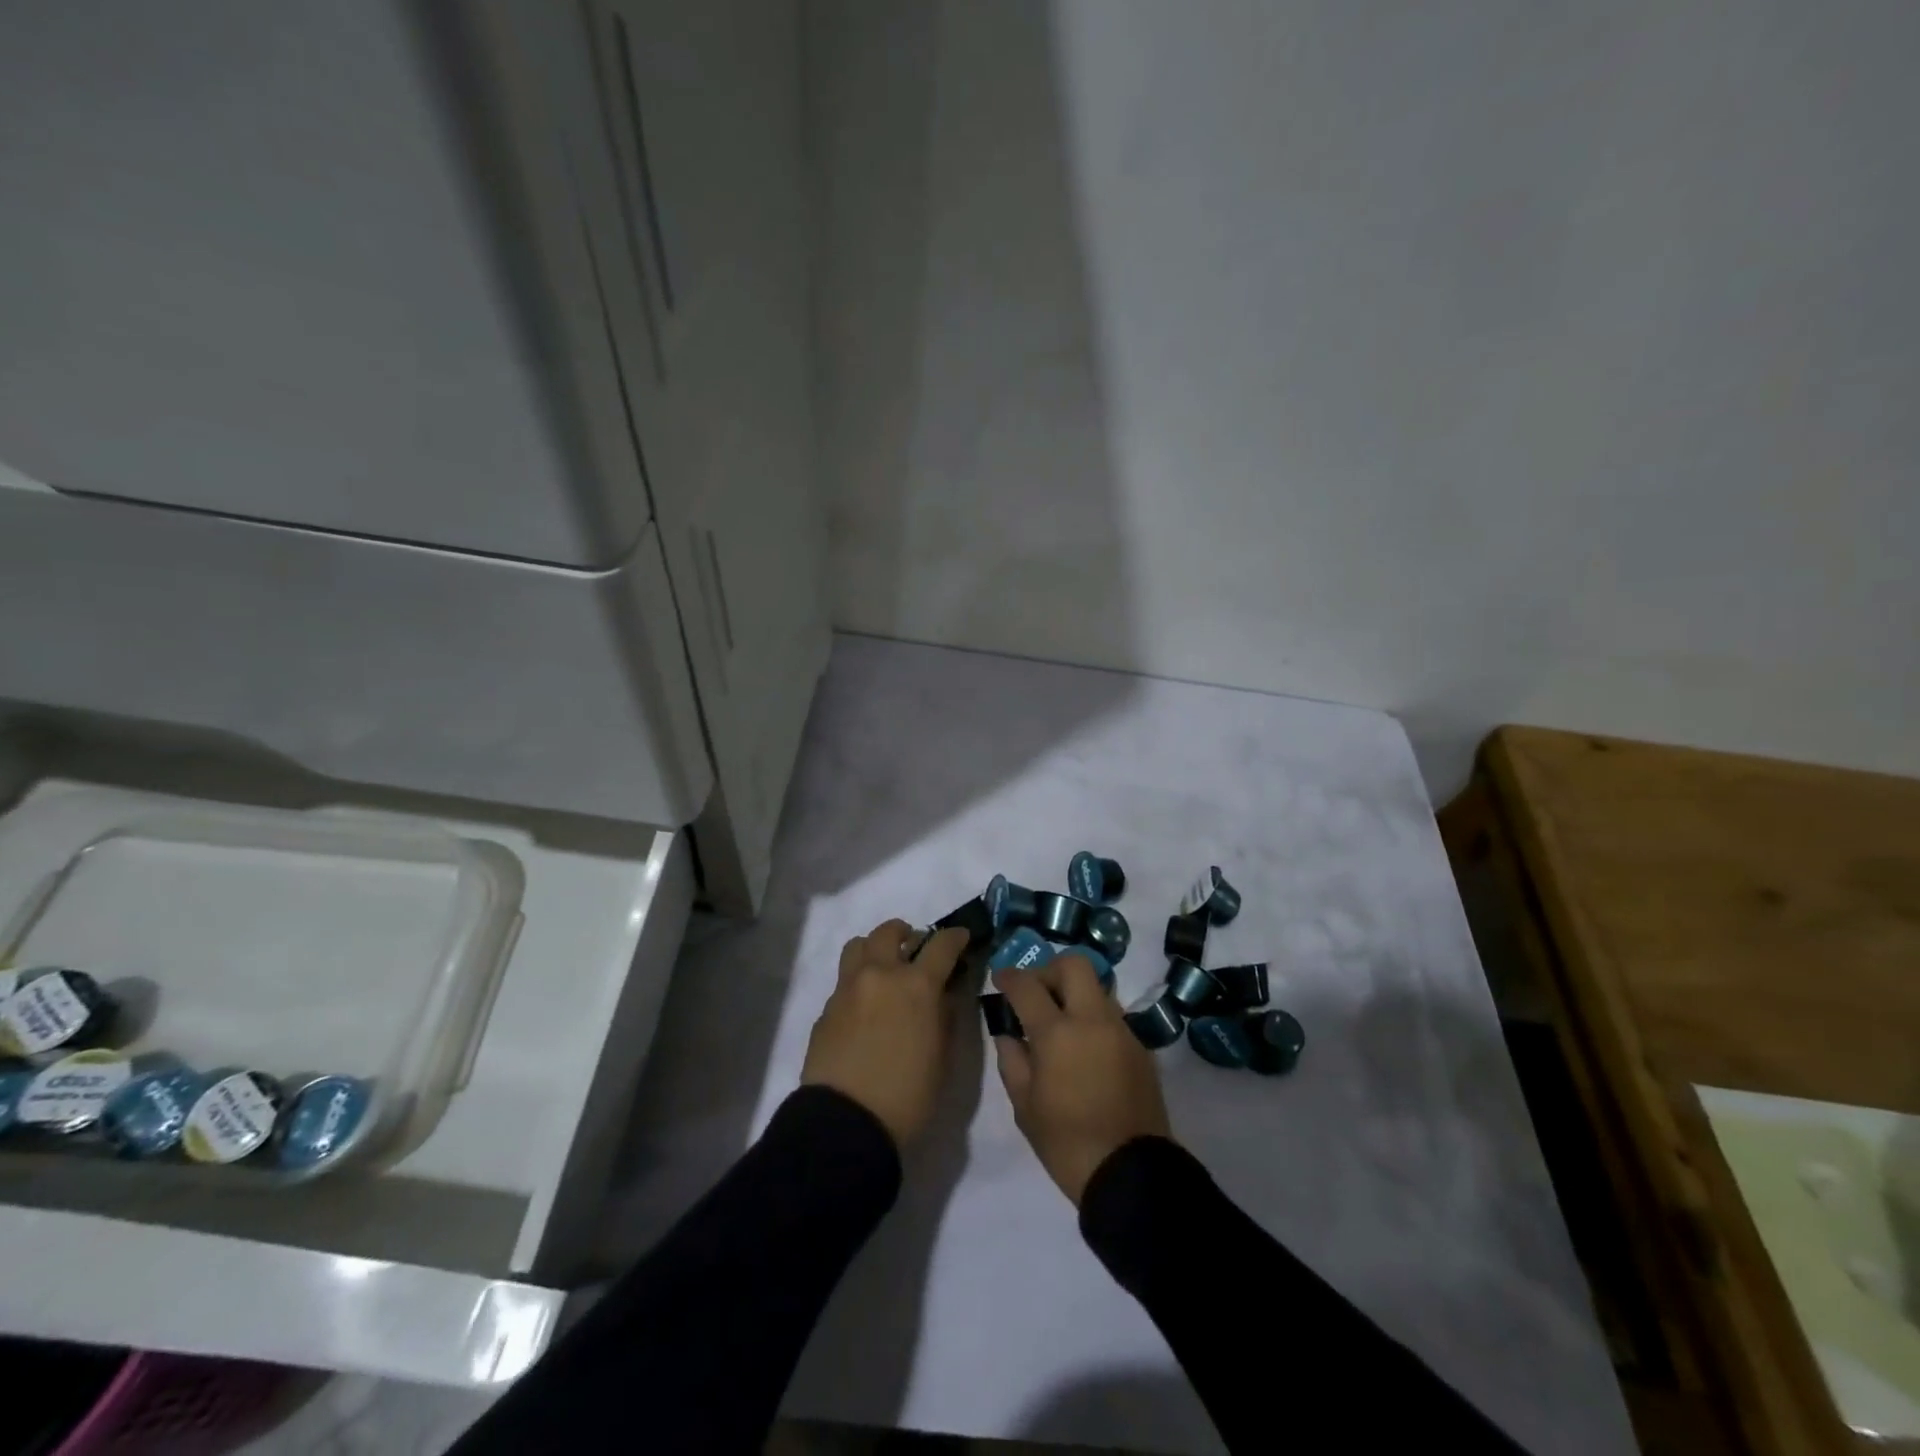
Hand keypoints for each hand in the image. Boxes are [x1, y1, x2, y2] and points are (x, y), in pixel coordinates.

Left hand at [802, 918, 968, 1148]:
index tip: (961, 937)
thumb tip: (945, 993)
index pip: (941, 945)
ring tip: (884, 970)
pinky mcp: (826, 1008)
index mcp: (916, 985)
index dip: (955, 937)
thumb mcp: (943, 1057)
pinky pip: (844, 980)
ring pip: (858, 945)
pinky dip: (859, 982)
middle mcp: (880, 975)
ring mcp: (848, 988)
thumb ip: (946, 1015)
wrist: (846, 1123)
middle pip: (890, 932)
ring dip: (875, 949)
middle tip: (915, 951)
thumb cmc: (908, 1095)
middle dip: (907, 934)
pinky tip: (865, 1009)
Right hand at [991, 952, 1172, 1204]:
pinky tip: (1084, 1047)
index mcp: (1058, 1033)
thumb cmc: (1066, 1143)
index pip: (1028, 986)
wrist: (1130, 1173)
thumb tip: (1008, 1034)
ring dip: (1074, 992)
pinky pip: (1112, 1015)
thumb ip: (1013, 1060)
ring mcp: (1122, 1030)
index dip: (1009, 976)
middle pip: (1074, 964)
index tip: (1000, 979)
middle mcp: (1093, 1020)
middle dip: (1049, 969)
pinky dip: (1093, 1018)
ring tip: (1060, 1022)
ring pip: (1097, 987)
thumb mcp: (1024, 1106)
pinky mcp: (1140, 1047)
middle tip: (1036, 993)